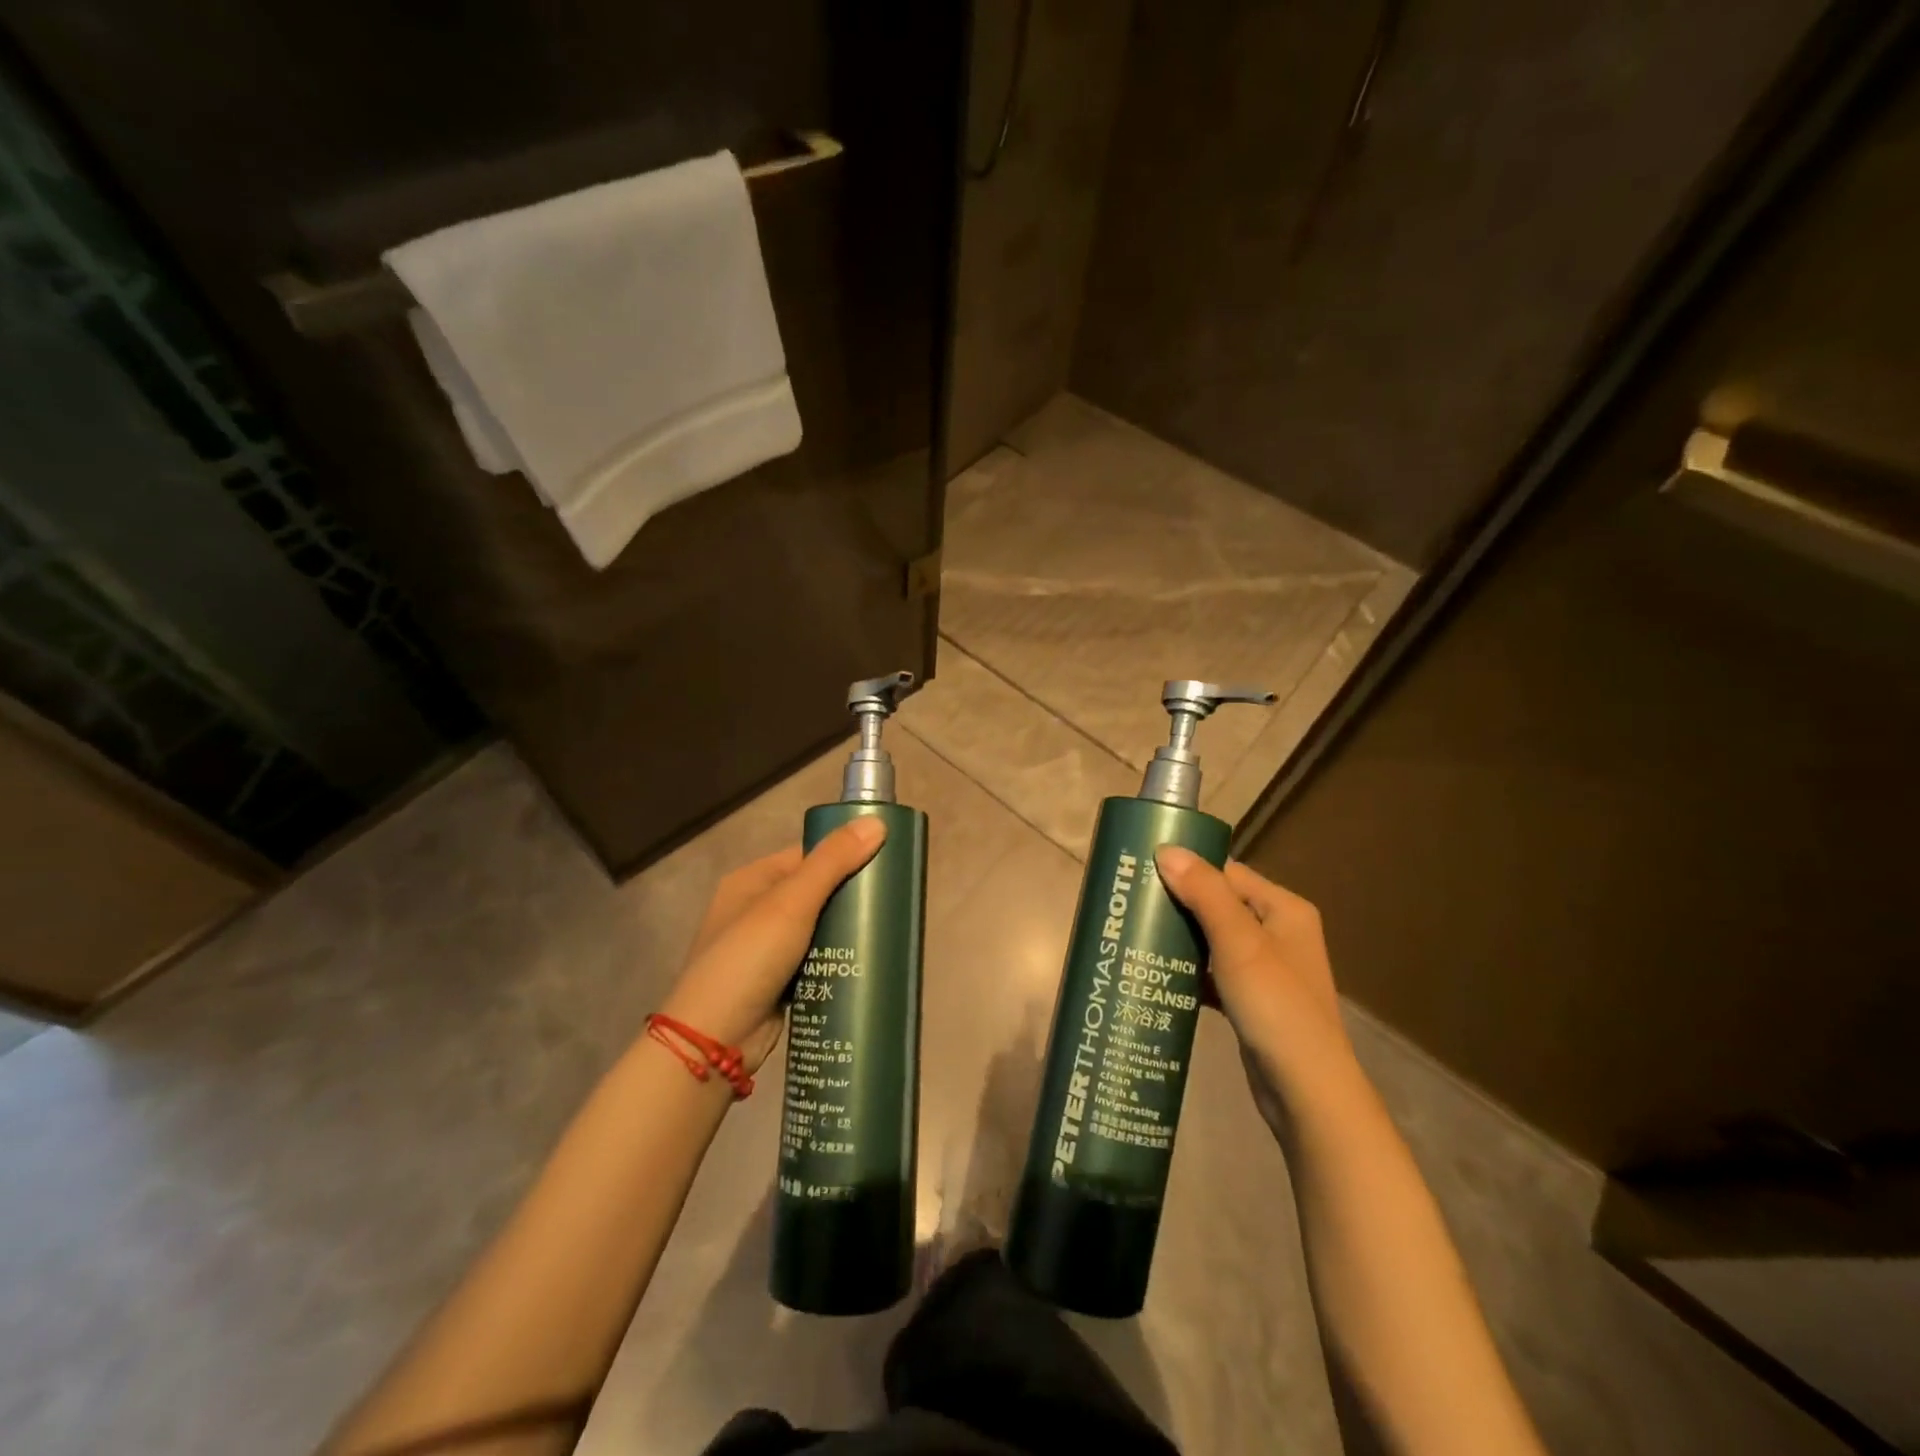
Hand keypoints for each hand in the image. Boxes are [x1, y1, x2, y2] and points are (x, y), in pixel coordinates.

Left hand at [659, 818, 886, 1073]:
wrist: (712, 1042)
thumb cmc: (748, 959)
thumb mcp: (791, 904)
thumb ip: (832, 862)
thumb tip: (878, 822)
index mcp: (752, 881)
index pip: (808, 856)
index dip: (845, 855)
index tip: (887, 862)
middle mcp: (756, 910)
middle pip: (816, 892)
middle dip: (852, 897)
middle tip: (893, 902)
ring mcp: (766, 950)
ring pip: (819, 929)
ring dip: (847, 931)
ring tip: (890, 931)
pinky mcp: (778, 983)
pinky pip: (816, 961)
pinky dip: (837, 961)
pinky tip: (868, 962)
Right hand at [1155, 848, 1359, 1128]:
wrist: (1306, 1092)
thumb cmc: (1276, 1006)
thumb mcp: (1239, 943)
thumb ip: (1204, 894)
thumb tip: (1167, 849)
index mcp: (1284, 910)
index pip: (1228, 873)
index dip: (1188, 869)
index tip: (1143, 871)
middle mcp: (1278, 933)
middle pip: (1218, 905)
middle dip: (1178, 904)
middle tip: (1131, 905)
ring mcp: (1266, 969)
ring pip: (1213, 940)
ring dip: (1180, 939)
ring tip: (1136, 935)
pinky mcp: (1251, 1000)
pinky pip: (1213, 973)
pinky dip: (1189, 972)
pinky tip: (1158, 975)